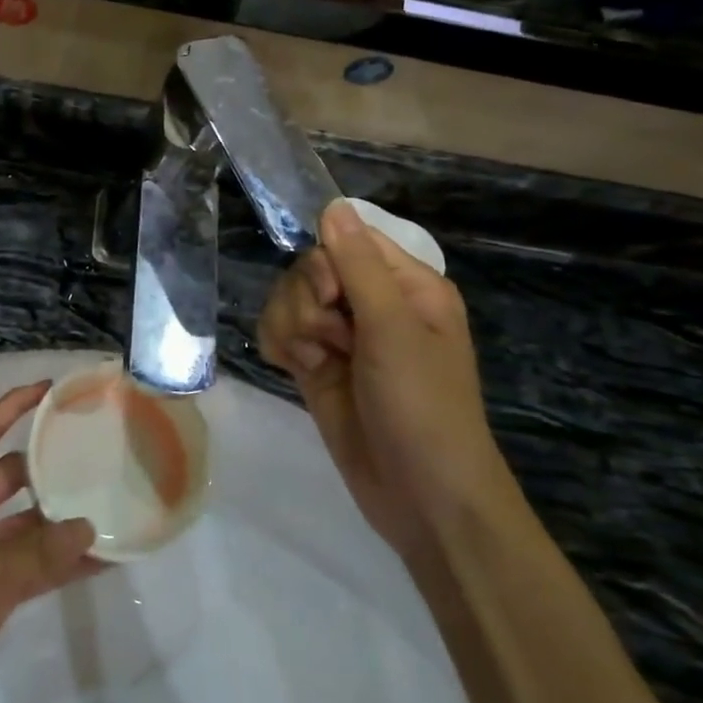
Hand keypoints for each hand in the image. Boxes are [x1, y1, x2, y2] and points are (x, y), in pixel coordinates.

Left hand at [0, 383, 97, 702]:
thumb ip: (41, 552)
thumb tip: (90, 530)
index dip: (14, 405)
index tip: (49, 389)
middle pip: (14, 473)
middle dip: (47, 463)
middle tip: (92, 453)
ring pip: (28, 520)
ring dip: (60, 517)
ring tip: (106, 505)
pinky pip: (33, 561)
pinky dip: (60, 560)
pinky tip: (99, 561)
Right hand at [257, 199, 514, 558]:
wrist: (422, 498)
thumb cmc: (424, 406)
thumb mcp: (394, 330)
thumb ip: (358, 266)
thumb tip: (332, 205)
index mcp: (406, 286)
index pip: (346, 242)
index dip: (325, 263)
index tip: (328, 296)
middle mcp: (371, 305)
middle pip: (308, 271)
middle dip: (306, 304)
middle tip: (332, 341)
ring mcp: (341, 337)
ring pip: (287, 301)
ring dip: (290, 328)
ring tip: (317, 363)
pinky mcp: (316, 366)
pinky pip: (278, 333)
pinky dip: (279, 346)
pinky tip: (295, 369)